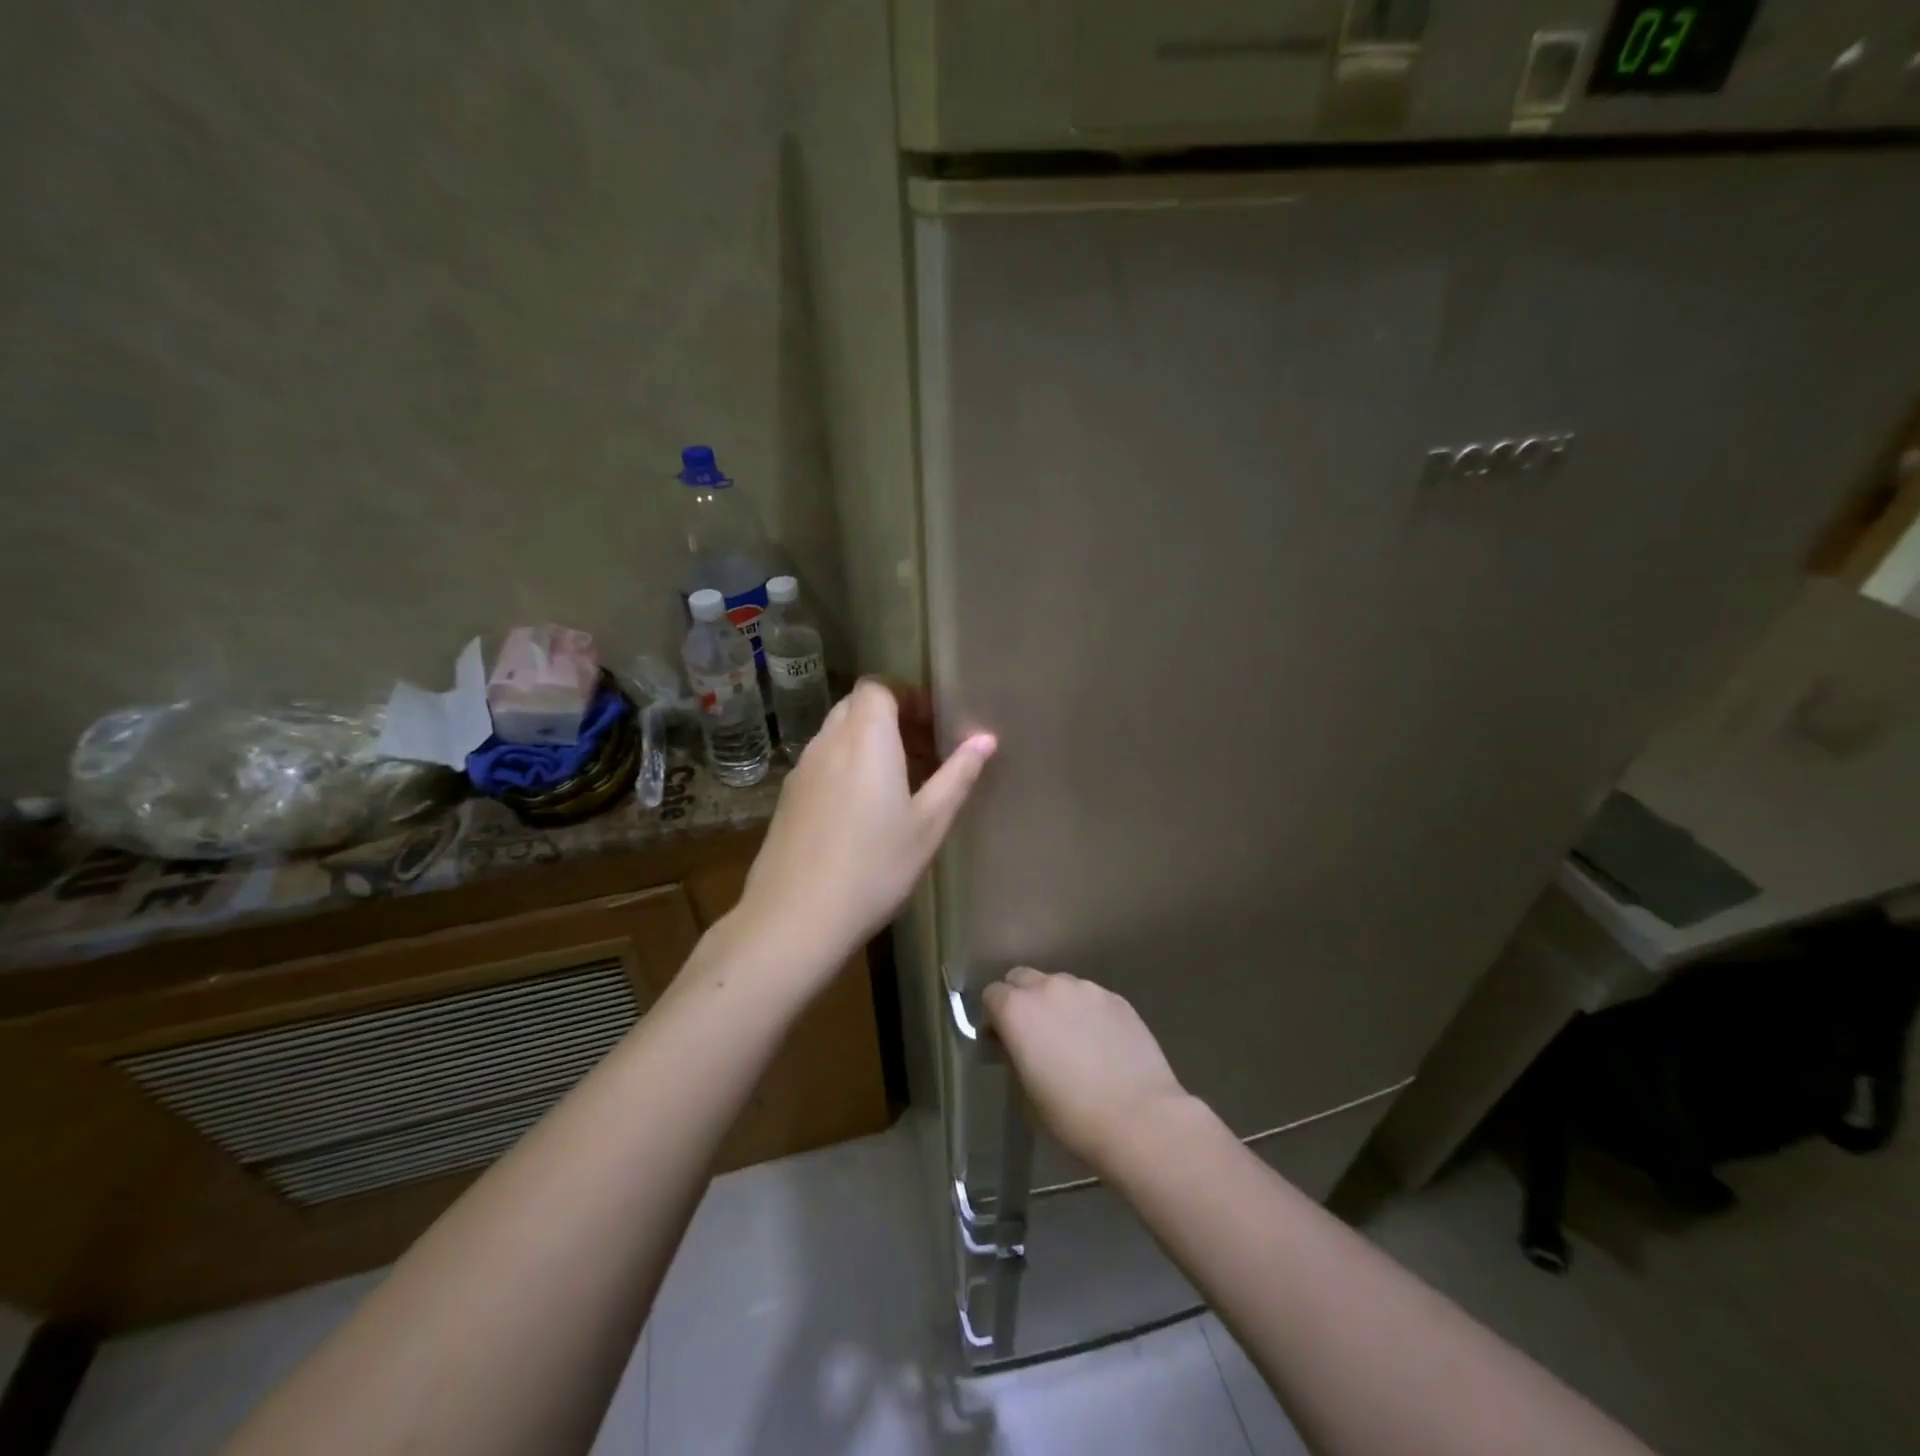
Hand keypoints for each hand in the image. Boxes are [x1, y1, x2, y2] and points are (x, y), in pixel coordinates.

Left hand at [736, 679, 995, 989]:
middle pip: (856, 707)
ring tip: (899, 782)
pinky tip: (863, 810)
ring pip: (837, 735)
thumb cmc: (874, 867)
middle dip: (891, 718)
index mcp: (865, 740)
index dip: (906, 696)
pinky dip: (846, 766)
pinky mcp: (788, 798)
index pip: (877, 687)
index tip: (933, 724)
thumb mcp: (929, 824)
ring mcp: (802, 771)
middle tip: (923, 751)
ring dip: (868, 743)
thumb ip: (957, 776)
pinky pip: (822, 763)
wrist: (795, 918)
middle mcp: (828, 743)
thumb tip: (985, 738)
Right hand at [983, 968, 1190, 1172]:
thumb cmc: (1072, 1117)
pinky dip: (1087, 1012)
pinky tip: (1101, 1042)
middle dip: (1021, 998)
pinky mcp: (1117, 998)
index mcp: (1017, 1011)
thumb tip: (1017, 1045)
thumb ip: (1015, 1056)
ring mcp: (1087, 989)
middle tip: (1033, 1033)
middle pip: (1022, 978)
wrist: (1140, 1119)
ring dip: (1056, 1003)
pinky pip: (1091, 997)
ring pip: (1059, 985)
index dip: (994, 1016)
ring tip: (1072, 1037)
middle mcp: (1048, 988)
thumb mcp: (1025, 1094)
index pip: (992, 994)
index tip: (1002, 1040)